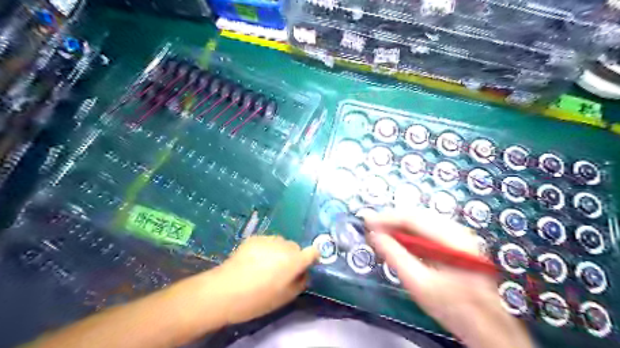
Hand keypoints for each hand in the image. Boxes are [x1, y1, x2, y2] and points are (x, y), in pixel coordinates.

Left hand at [214, 235, 318, 324]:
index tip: (305, 265)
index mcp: (295, 261)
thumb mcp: (285, 297)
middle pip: (295, 248)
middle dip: (292, 257)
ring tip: (264, 265)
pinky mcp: (255, 237)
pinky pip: (267, 241)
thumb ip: (300, 282)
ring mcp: (269, 239)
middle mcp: (285, 245)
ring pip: (280, 243)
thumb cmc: (258, 299)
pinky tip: (252, 260)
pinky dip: (265, 249)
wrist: (226, 290)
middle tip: (280, 271)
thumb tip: (304, 273)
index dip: (312, 258)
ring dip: (278, 251)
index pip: (313, 251)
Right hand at [364, 210, 535, 347]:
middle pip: (416, 215)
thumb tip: (374, 235)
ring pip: (420, 220)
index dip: (386, 218)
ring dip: (398, 225)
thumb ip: (395, 256)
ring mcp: (458, 235)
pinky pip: (425, 229)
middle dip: (390, 219)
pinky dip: (408, 232)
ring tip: (380, 231)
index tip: (366, 221)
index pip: (412, 218)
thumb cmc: (453, 308)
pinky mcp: (455, 242)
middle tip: (370, 226)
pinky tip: (398, 239)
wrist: (485, 326)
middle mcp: (457, 230)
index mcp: (451, 239)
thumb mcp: (419, 284)